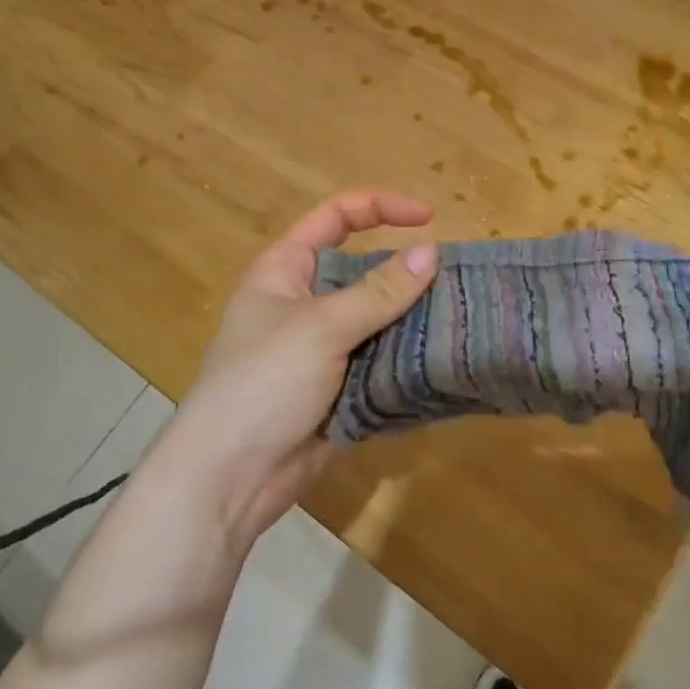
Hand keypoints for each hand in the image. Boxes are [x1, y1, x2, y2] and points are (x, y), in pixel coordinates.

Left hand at [159, 190, 438, 548]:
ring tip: (461, 319)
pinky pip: (381, 360)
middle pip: (365, 270)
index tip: (429, 219)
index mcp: (286, 270)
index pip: (337, 217)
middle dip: (408, 273)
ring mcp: (323, 347)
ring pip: (378, 318)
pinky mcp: (339, 386)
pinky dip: (407, 358)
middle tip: (455, 283)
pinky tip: (443, 358)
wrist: (228, 481)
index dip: (381, 207)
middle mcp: (306, 301)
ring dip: (413, 319)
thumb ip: (379, 292)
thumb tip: (431, 253)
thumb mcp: (321, 329)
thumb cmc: (263, 385)